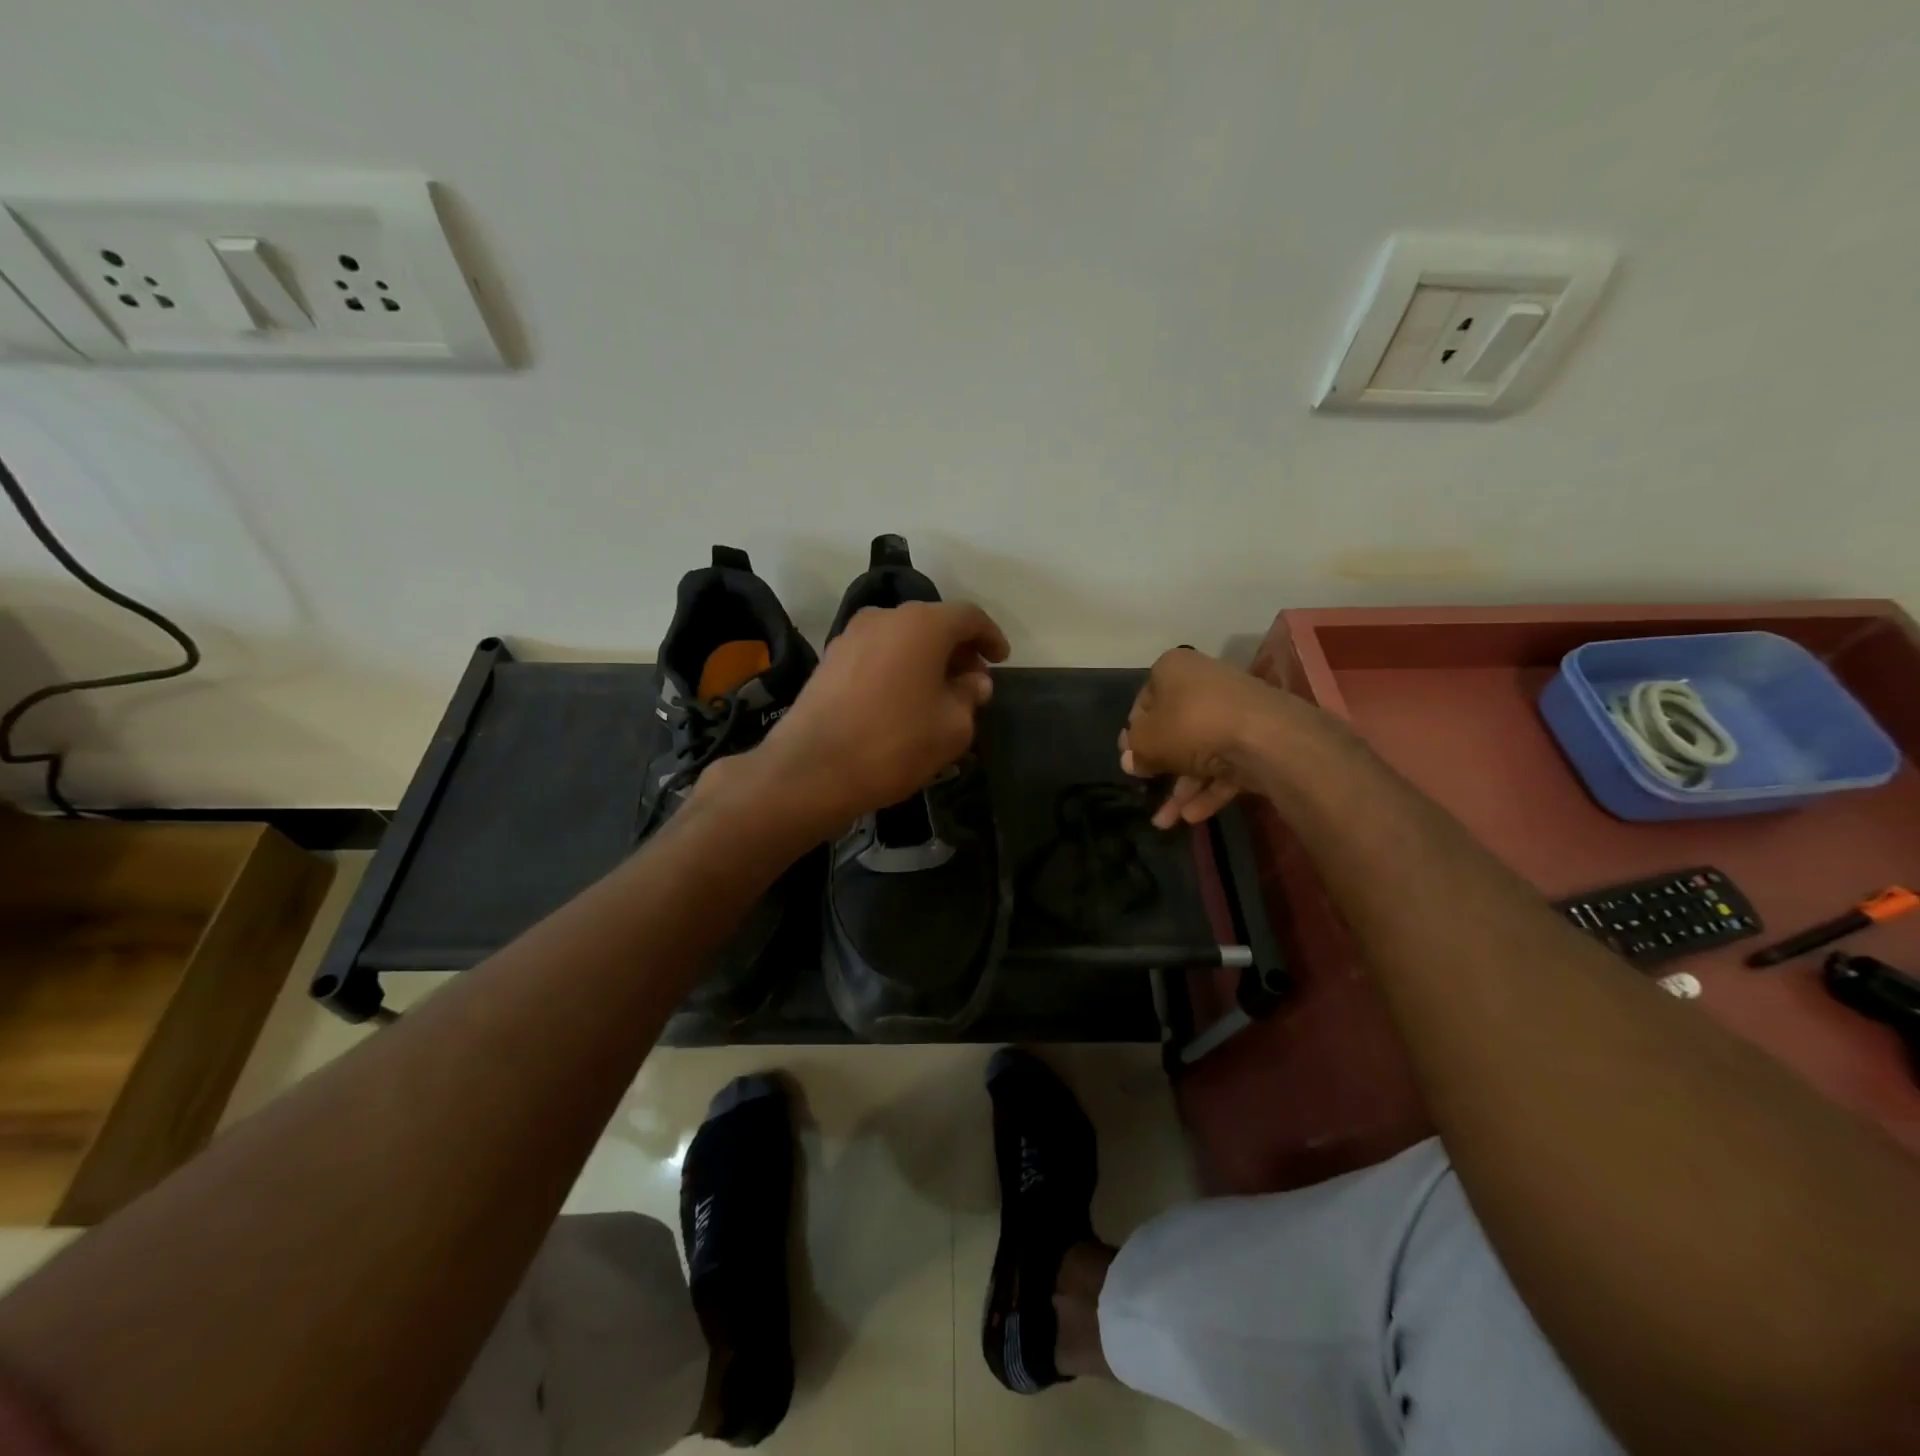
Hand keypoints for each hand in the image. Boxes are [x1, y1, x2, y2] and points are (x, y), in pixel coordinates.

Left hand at [757, 600, 1008, 826]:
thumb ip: (970, 696)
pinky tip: (904, 700)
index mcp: (922, 624)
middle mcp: (885, 617)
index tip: (1001, 659)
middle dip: (958, 650)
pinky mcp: (829, 660)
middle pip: (933, 624)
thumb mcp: (953, 727)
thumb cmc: (895, 743)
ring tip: (939, 694)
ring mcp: (851, 636)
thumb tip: (973, 682)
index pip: (969, 617)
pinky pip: (878, 654)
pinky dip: (898, 668)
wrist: (813, 769)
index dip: (990, 637)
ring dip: (926, 659)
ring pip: (903, 638)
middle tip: (972, 683)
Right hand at [1120, 648, 1293, 828]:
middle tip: (1146, 786)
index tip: (1130, 758)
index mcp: (1174, 670)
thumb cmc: (1191, 725)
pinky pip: (1226, 764)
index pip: (1144, 701)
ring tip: (1165, 822)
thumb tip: (1131, 761)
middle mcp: (1205, 684)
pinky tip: (1192, 816)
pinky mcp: (1258, 738)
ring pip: (1201, 752)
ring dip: (1182, 787)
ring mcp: (1234, 711)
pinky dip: (1209, 789)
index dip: (1135, 733)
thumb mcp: (1148, 741)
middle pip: (1175, 728)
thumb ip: (1136, 752)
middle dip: (1160, 765)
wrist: (1265, 736)